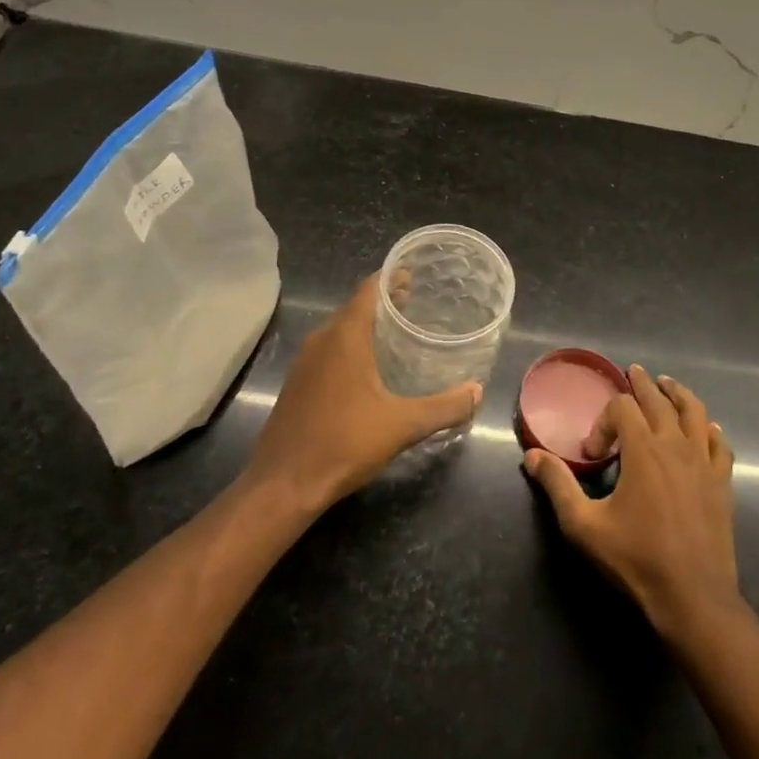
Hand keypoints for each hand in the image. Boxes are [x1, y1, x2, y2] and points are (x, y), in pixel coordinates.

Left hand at [245, 274, 482, 512]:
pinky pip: (330, 350)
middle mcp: (322, 339)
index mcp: (345, 336)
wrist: (282, 485)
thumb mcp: (402, 425)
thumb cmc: (343, 443)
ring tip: (400, 332)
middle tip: (418, 303)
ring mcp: (305, 362)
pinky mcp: (297, 383)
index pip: (369, 288)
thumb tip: (477, 392)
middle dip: (386, 301)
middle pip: (356, 306)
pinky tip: (371, 369)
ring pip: (341, 329)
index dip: (392, 276)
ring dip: (368, 325)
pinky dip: (353, 346)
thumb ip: (444, 407)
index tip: (416, 273)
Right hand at [523, 363, 738, 636]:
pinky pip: (719, 444)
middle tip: (633, 372)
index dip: (603, 421)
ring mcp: (703, 462)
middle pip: (659, 400)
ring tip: (668, 385)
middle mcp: (675, 445)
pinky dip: (709, 430)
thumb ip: (558, 485)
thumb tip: (533, 455)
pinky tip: (705, 429)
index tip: (594, 454)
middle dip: (643, 385)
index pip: (622, 408)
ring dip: (678, 394)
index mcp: (643, 450)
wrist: (693, 597)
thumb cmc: (636, 559)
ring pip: (694, 413)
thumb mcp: (584, 525)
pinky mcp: (722, 482)